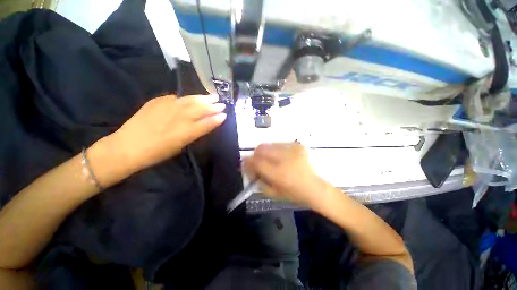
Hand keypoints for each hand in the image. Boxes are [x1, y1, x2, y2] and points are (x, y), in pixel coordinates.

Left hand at [110, 94, 225, 171]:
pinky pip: (175, 98)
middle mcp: (179, 118)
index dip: (217, 119)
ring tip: (212, 96)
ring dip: (203, 98)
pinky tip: (190, 98)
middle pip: (200, 109)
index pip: (207, 123)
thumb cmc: (156, 153)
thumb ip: (192, 134)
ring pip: (190, 100)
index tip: (224, 115)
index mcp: (186, 132)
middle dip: (213, 106)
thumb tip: (201, 126)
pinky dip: (186, 98)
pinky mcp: (157, 102)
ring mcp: (168, 107)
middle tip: (221, 103)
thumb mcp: (179, 147)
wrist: (127, 146)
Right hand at [243, 143, 328, 207]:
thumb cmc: (294, 194)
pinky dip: (274, 150)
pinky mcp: (298, 145)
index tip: (244, 163)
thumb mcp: (273, 192)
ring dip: (264, 152)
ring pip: (269, 144)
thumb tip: (248, 167)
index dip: (247, 161)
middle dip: (255, 155)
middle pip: (261, 149)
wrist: (315, 187)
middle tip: (256, 161)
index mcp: (279, 174)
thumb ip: (257, 179)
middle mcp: (285, 158)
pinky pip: (279, 144)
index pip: (256, 162)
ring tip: (268, 159)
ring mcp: (293, 149)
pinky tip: (279, 157)